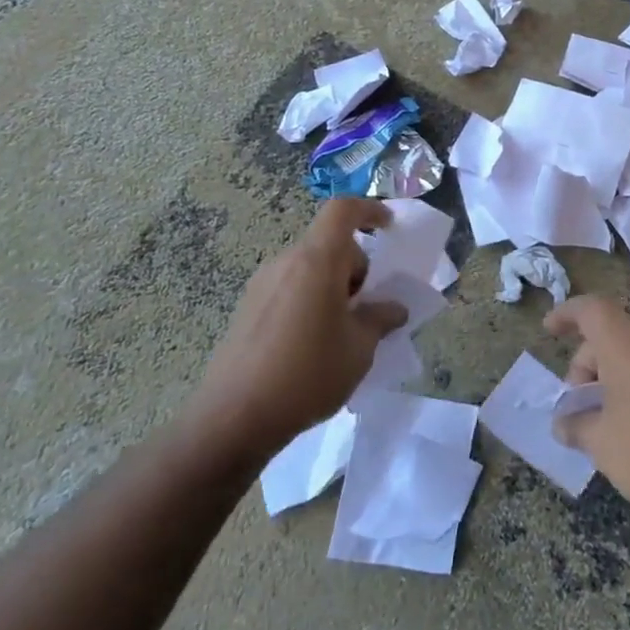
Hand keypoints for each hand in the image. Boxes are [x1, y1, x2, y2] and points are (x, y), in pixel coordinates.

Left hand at [187, 199, 408, 458]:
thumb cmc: (308, 374)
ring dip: (333, 286)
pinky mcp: (247, 308)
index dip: (370, 211)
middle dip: (356, 267)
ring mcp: (261, 284)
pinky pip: (289, 288)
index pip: (343, 211)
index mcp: (316, 261)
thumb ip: (381, 319)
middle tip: (369, 308)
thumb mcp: (359, 349)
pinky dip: (310, 300)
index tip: (390, 228)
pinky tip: (311, 345)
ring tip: (342, 331)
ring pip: (309, 268)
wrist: (234, 418)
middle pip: (328, 244)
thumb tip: (394, 308)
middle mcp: (285, 262)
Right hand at [546, 296, 629, 526]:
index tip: (549, 330)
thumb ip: (577, 427)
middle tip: (576, 407)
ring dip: (613, 383)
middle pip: (612, 338)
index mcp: (627, 346)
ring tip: (602, 425)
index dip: (567, 314)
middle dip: (586, 367)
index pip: (592, 310)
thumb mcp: (601, 444)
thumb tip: (565, 423)